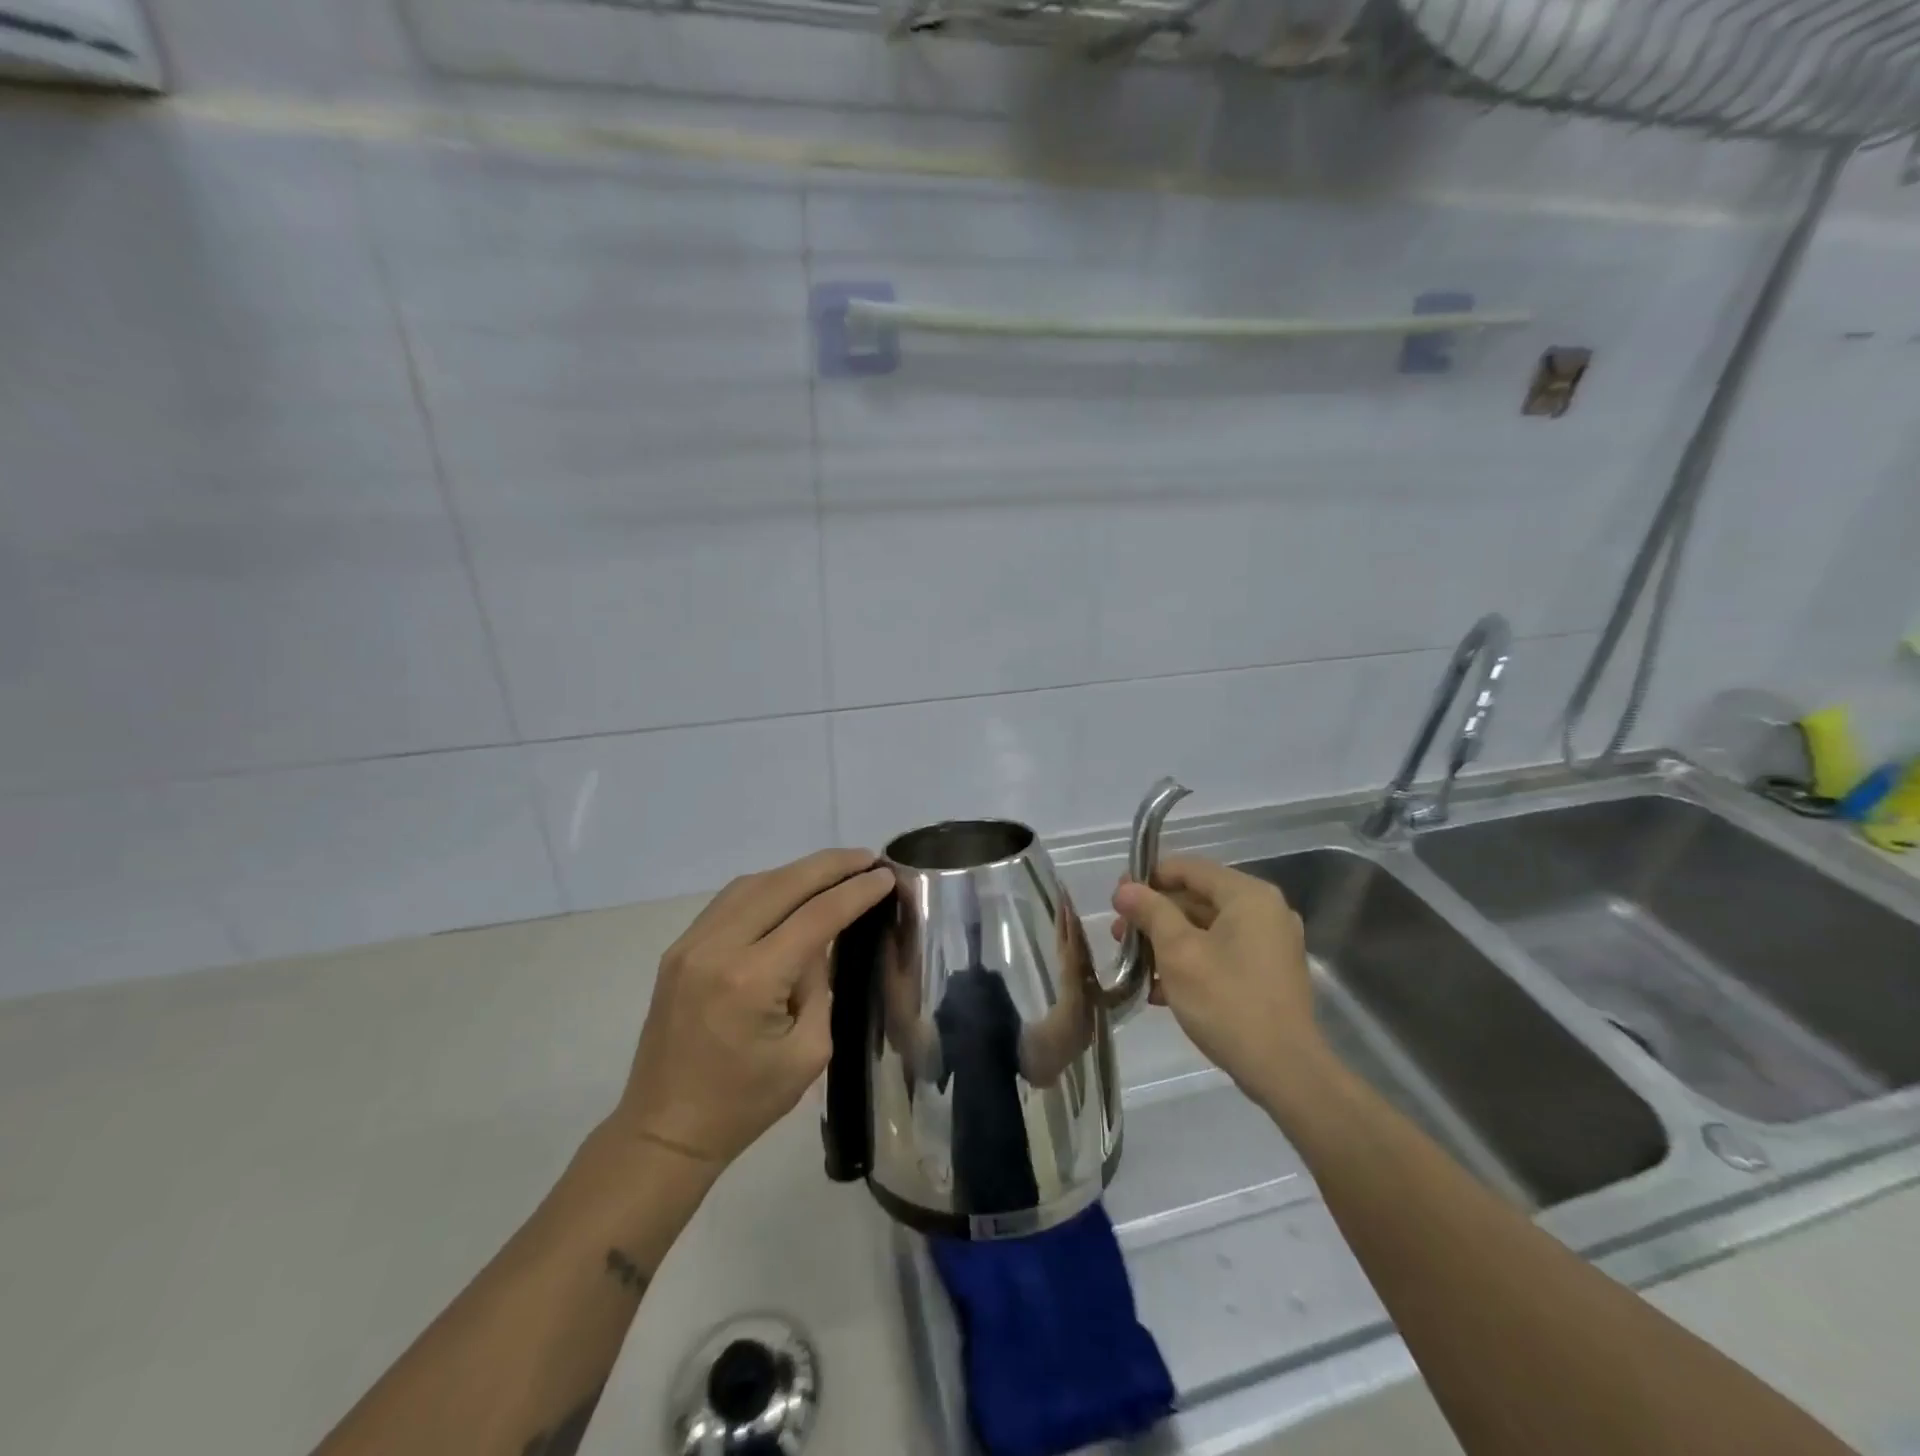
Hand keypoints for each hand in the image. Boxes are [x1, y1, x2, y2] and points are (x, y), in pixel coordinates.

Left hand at [612, 849, 893, 1168]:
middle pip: (782, 884)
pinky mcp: (678, 950)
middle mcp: (716, 948)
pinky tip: (791, 891)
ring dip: (797, 872)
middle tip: (867, 857)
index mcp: (751, 980)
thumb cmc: (744, 1104)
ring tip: (835, 870)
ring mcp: (690, 944)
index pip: (816, 916)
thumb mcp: (807, 1053)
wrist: (664, 1131)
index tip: (885, 875)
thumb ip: (820, 985)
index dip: (855, 892)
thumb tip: (822, 941)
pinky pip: (729, 901)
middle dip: (830, 866)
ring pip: (753, 884)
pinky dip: (767, 887)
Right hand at [1112, 857, 1321, 1099]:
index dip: (1148, 879)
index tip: (1117, 900)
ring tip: (1134, 965)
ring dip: (1167, 943)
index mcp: (1248, 896)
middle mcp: (1265, 911)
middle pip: (1197, 898)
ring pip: (1206, 929)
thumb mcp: (1178, 952)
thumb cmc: (1227, 1001)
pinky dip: (1191, 962)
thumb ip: (1150, 912)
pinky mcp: (1268, 974)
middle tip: (1119, 935)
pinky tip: (1160, 990)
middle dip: (1154, 916)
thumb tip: (1126, 889)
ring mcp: (1270, 944)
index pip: (1189, 869)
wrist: (1284, 1071)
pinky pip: (1222, 954)